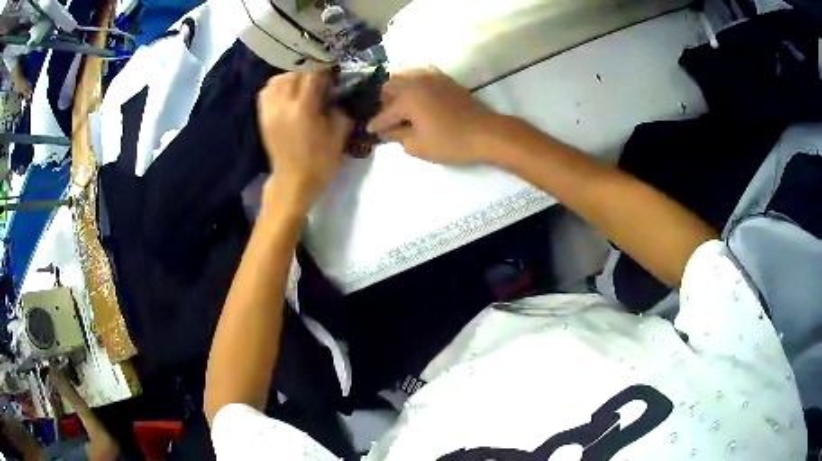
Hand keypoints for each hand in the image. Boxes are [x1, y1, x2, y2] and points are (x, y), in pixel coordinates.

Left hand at [257, 72, 352, 211]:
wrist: (293, 182)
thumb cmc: (319, 161)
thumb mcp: (338, 135)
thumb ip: (339, 109)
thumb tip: (337, 94)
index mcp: (303, 108)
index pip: (313, 75)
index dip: (325, 71)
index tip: (333, 75)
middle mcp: (283, 105)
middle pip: (294, 73)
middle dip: (309, 73)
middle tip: (319, 81)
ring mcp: (270, 110)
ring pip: (278, 79)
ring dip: (292, 77)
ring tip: (302, 85)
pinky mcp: (263, 117)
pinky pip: (266, 91)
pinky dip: (277, 86)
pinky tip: (287, 92)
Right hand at [366, 67, 495, 163]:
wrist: (484, 132)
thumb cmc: (449, 142)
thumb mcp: (417, 146)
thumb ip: (397, 137)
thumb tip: (388, 131)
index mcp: (406, 98)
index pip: (384, 113)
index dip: (376, 125)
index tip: (370, 131)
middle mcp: (415, 82)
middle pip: (389, 87)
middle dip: (384, 103)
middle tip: (389, 119)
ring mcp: (431, 77)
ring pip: (404, 75)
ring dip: (397, 88)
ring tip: (401, 104)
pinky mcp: (444, 78)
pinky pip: (421, 71)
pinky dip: (414, 80)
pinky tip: (416, 91)